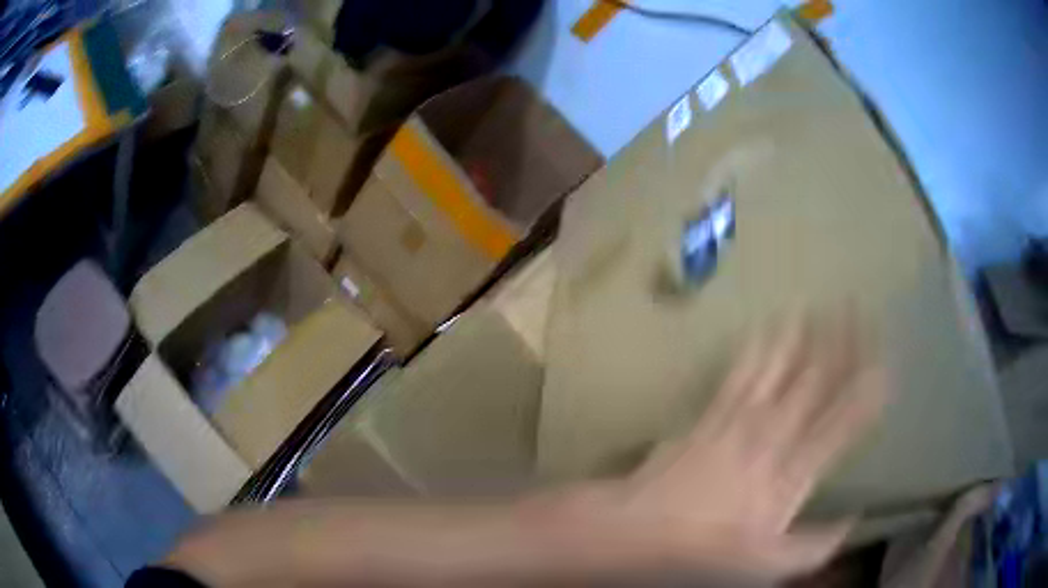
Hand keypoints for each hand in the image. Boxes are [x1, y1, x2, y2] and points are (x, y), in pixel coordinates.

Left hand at [611, 312, 888, 580]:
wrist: (639, 531)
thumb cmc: (705, 551)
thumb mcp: (765, 563)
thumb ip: (814, 545)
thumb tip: (852, 523)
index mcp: (792, 472)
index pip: (842, 424)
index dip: (867, 392)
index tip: (887, 363)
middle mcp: (771, 435)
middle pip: (815, 380)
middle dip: (840, 342)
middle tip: (857, 308)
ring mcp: (739, 419)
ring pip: (779, 366)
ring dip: (800, 334)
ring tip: (815, 302)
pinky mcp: (711, 413)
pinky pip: (739, 372)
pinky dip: (755, 347)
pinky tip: (761, 326)